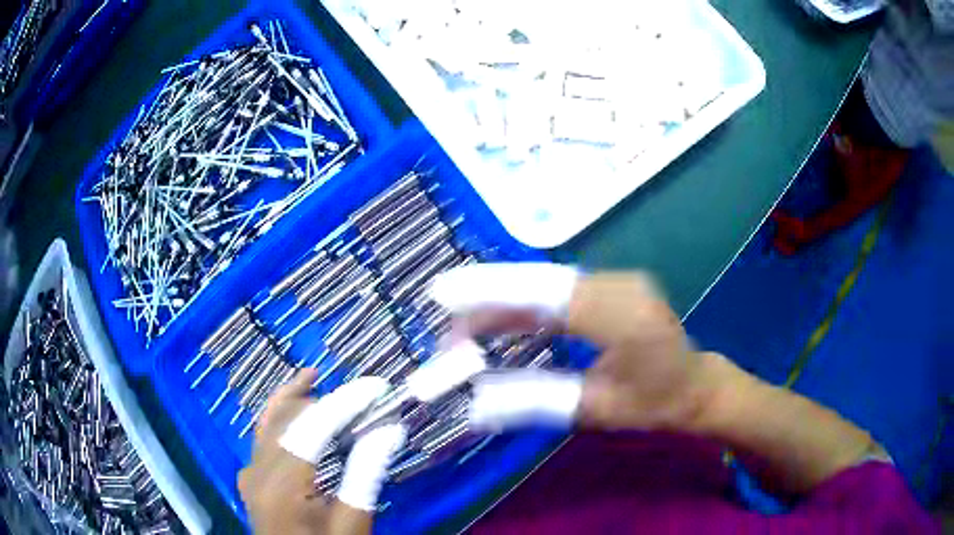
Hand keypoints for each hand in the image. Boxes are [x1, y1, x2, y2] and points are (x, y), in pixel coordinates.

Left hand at [238, 370, 404, 534]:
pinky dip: (277, 420)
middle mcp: (257, 473)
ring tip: (313, 380)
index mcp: (282, 487)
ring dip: (290, 401)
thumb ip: (365, 474)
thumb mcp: (353, 523)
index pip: (312, 428)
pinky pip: (260, 439)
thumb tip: (389, 430)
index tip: (375, 387)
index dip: (344, 403)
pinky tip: (291, 414)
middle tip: (357, 392)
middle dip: (319, 398)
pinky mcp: (250, 480)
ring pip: (266, 424)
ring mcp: (249, 475)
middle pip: (284, 419)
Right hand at [430, 263, 712, 431]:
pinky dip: (525, 303)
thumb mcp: (595, 410)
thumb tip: (473, 405)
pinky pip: (559, 290)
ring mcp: (617, 281)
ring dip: (503, 301)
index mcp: (623, 317)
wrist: (694, 386)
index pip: (547, 296)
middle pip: (541, 282)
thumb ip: (535, 401)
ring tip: (463, 325)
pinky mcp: (611, 286)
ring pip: (546, 284)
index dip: (491, 292)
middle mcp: (620, 285)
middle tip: (443, 314)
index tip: (443, 294)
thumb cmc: (653, 404)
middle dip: (487, 296)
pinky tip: (499, 319)